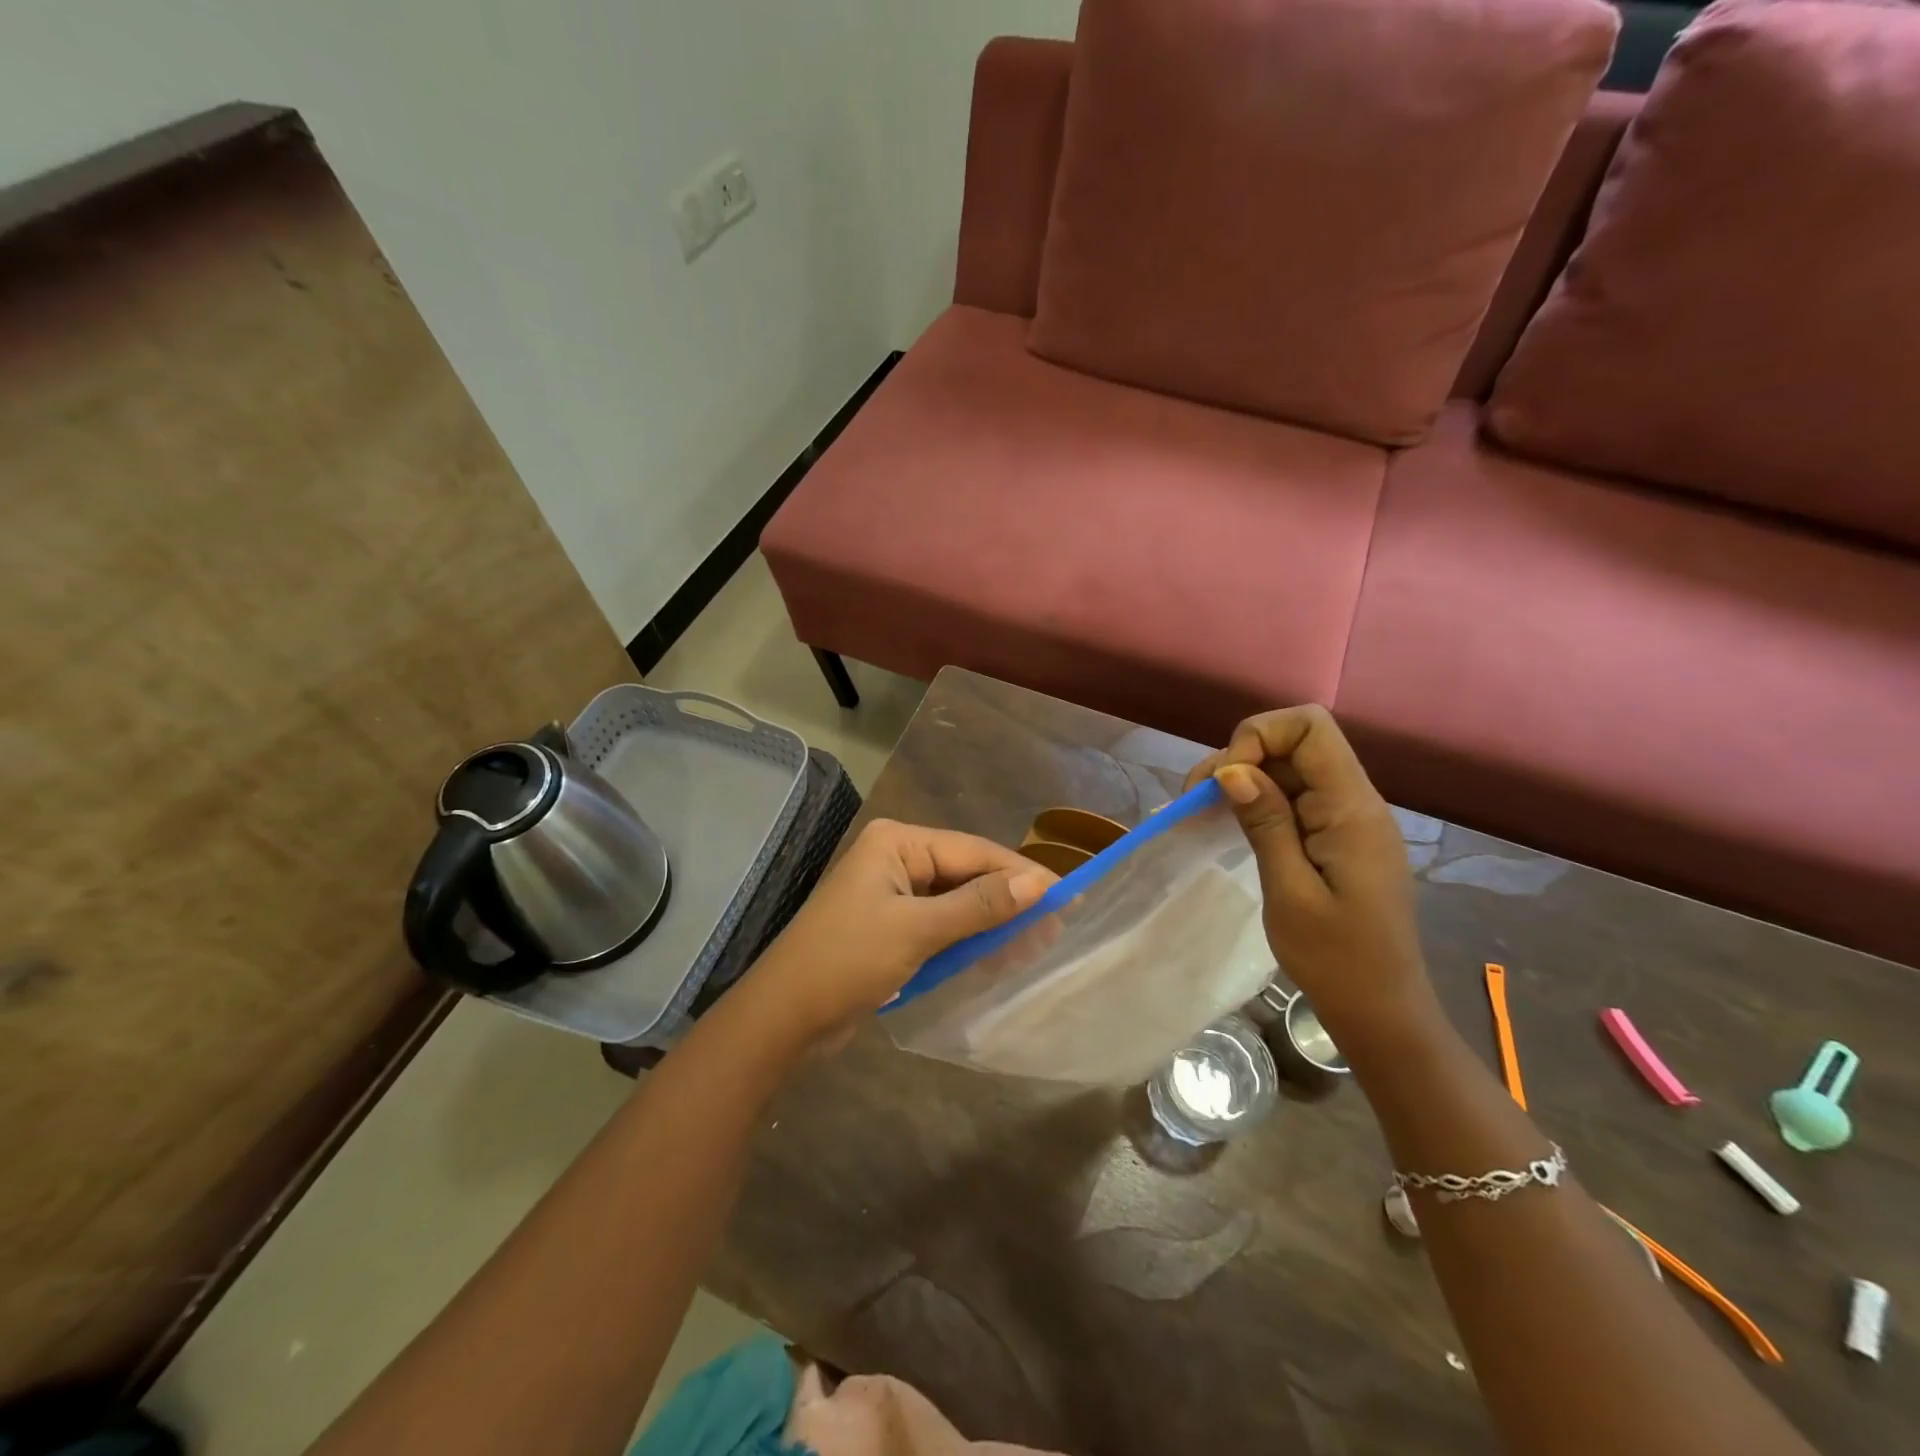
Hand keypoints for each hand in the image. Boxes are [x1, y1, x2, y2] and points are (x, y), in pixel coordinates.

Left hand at [741, 819, 1053, 1050]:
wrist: (783, 1019)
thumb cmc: (846, 962)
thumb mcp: (918, 931)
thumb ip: (980, 905)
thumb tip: (1039, 883)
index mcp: (897, 843)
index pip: (973, 850)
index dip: (1021, 873)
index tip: (1067, 896)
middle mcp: (896, 859)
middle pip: (967, 874)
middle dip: (1009, 900)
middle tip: (1057, 926)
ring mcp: (892, 893)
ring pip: (957, 901)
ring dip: (992, 922)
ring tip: (1038, 944)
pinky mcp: (891, 926)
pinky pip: (941, 924)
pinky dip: (968, 939)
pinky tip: (1000, 954)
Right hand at [1184, 706, 1432, 1040]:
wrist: (1382, 1011)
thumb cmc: (1336, 960)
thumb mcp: (1290, 893)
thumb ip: (1266, 824)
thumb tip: (1232, 769)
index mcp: (1352, 810)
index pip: (1311, 727)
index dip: (1260, 735)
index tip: (1226, 779)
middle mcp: (1356, 802)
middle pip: (1297, 742)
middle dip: (1241, 755)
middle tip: (1196, 796)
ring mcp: (1348, 819)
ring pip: (1291, 768)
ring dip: (1244, 777)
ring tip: (1202, 808)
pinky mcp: (1338, 837)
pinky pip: (1296, 797)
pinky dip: (1259, 800)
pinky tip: (1229, 820)